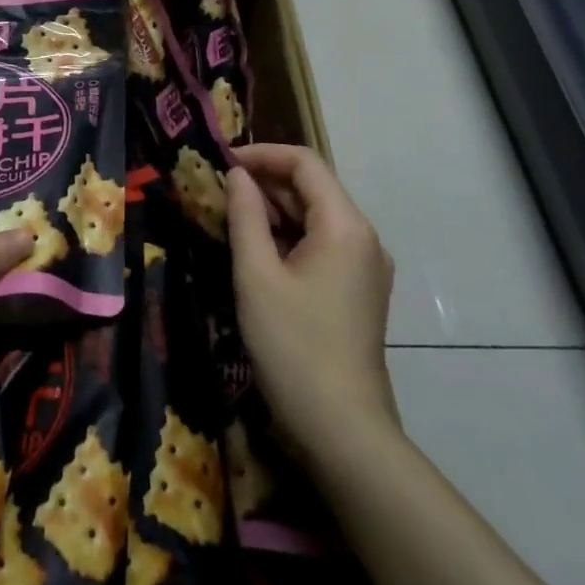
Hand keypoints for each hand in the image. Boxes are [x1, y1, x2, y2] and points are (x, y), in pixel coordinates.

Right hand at [224, 144, 399, 459]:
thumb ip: (245, 215)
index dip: (262, 154)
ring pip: (316, 217)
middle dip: (265, 182)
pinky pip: (323, 245)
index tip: (221, 162)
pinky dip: (290, 237)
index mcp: (345, 225)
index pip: (304, 162)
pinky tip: (258, 252)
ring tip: (230, 218)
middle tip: (217, 192)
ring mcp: (366, 266)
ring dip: (275, 210)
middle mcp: (364, 237)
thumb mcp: (256, 275)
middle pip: (313, 188)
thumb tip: (238, 176)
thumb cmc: (293, 346)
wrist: (343, 431)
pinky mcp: (359, 291)